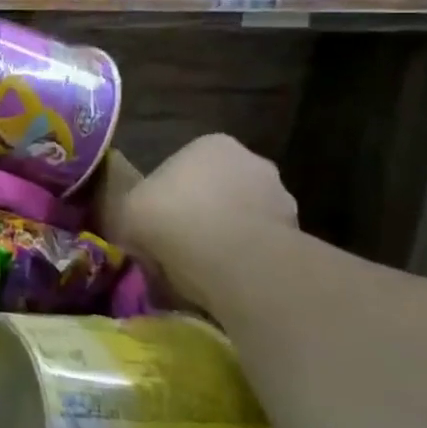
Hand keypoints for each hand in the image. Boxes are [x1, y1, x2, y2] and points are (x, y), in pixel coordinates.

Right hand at [97, 135, 296, 308]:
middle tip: (180, 243)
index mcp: (212, 144)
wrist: (233, 262)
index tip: (157, 219)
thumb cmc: (172, 219)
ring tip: (203, 270)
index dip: (169, 193)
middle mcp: (254, 163)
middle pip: (220, 190)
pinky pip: (261, 250)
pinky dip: (246, 263)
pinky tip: (226, 283)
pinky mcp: (300, 239)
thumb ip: (130, 208)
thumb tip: (132, 219)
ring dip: (228, 238)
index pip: (187, 164)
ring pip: (244, 220)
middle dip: (205, 213)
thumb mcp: (126, 208)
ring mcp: (283, 201)